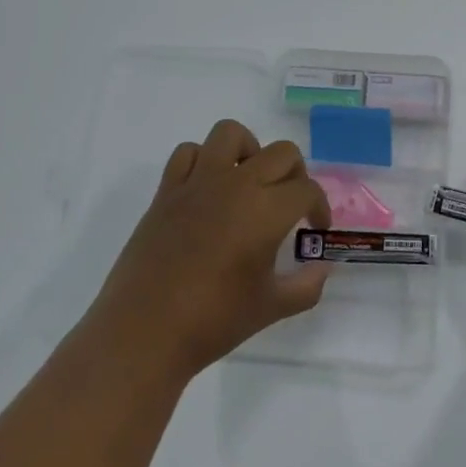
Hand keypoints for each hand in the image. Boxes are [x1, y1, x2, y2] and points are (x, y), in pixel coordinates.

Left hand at [86, 120, 330, 381]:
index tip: (315, 229)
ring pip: (231, 134)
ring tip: (250, 182)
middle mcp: (236, 185)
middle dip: (296, 174)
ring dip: (250, 151)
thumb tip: (322, 268)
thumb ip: (306, 286)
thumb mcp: (271, 308)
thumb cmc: (213, 321)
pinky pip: (188, 153)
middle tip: (291, 204)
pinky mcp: (167, 191)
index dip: (319, 207)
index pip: (307, 190)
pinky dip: (203, 161)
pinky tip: (208, 190)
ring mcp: (198, 183)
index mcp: (266, 211)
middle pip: (281, 153)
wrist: (144, 332)